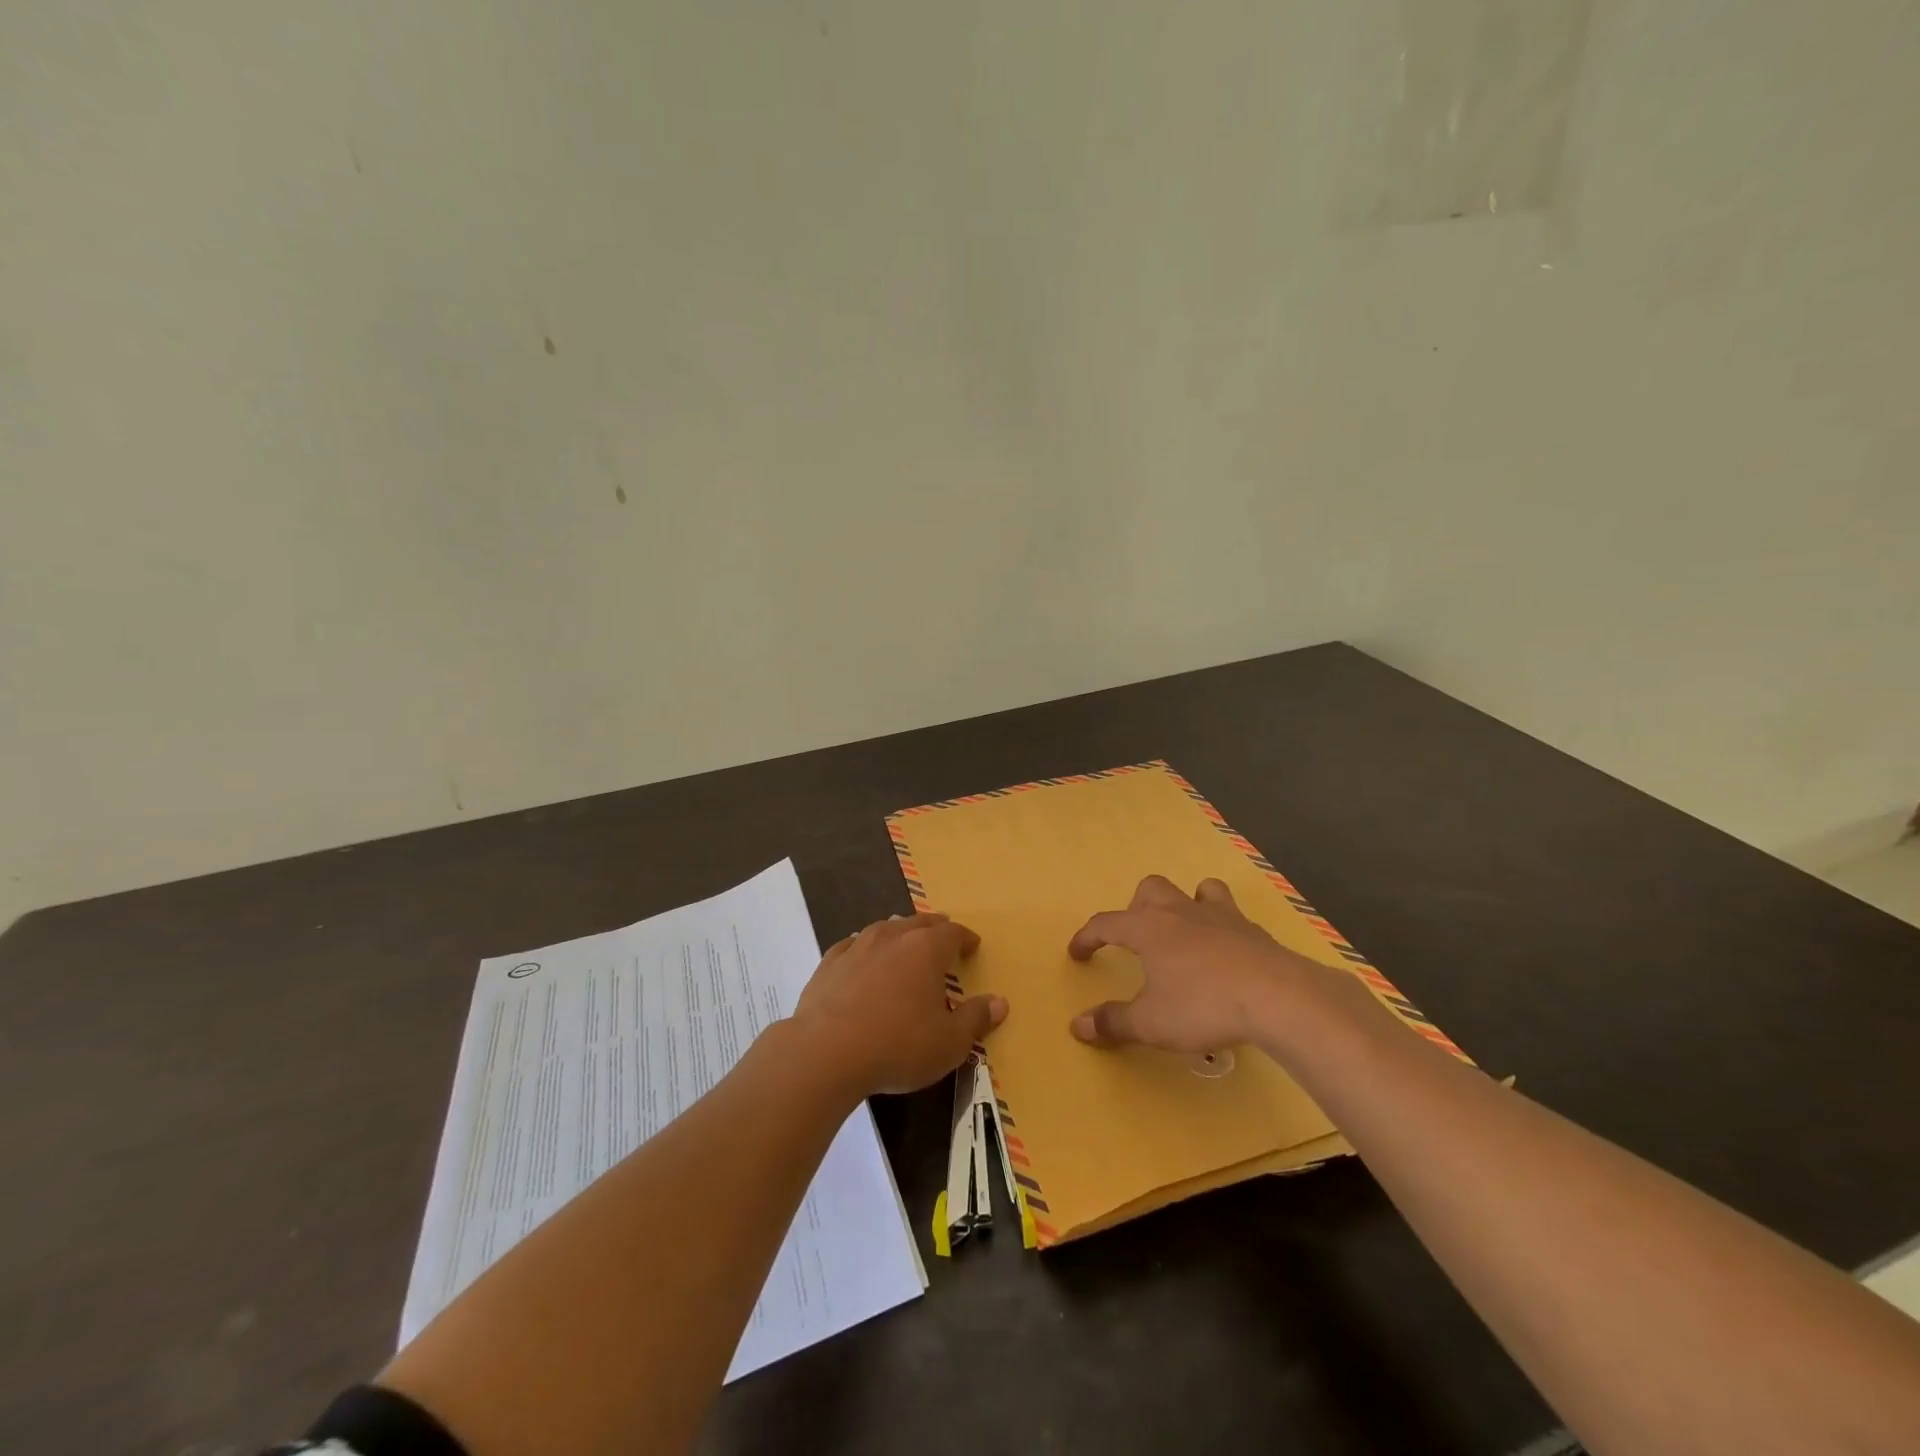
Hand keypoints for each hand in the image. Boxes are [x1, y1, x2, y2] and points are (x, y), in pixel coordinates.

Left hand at [793, 912, 1006, 1095]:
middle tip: (943, 934)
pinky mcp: (829, 963)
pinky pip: (852, 945)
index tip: (972, 945)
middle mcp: (893, 937)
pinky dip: (864, 948)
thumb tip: (1000, 1002)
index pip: (953, 933)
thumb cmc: (898, 1046)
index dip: (965, 938)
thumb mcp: (950, 1042)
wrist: (826, 1053)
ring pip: (884, 928)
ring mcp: (857, 947)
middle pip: (919, 923)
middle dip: (934, 928)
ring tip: (905, 940)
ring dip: (899, 932)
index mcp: (926, 950)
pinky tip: (861, 957)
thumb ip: (976, 1019)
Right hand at [1066, 874, 1323, 1052]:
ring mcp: (1219, 916)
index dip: (1087, 937)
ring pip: (1196, 889)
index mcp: (1147, 929)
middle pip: (1150, 889)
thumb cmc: (1203, 1005)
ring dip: (1185, 902)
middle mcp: (1179, 912)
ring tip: (1184, 929)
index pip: (1105, 923)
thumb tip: (1077, 1025)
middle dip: (1137, 907)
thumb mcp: (1151, 1023)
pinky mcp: (1252, 930)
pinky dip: (1222, 924)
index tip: (1077, 953)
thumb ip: (1113, 1022)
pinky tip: (1226, 949)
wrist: (1276, 996)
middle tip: (1137, 937)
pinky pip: (1231, 913)